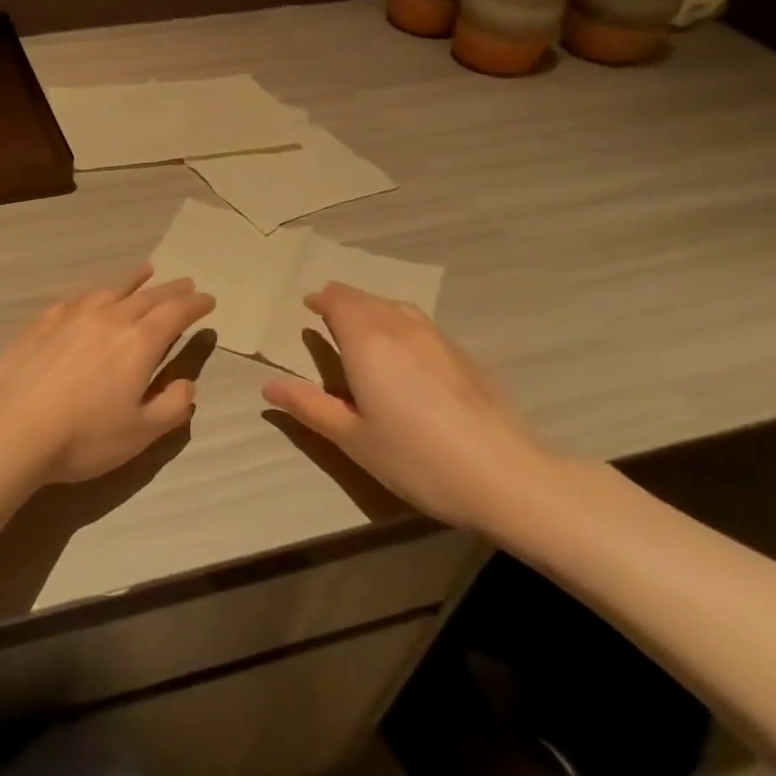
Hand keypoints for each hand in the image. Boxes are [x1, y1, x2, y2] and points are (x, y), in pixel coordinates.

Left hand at [0, 267, 215, 484]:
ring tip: (145, 272)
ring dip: (133, 279)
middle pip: (147, 296)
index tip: (208, 300)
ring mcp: (72, 315)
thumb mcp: (141, 433)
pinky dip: (95, 291)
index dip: (195, 305)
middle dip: (170, 289)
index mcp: (139, 343)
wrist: (13, 427)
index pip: (175, 313)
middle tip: (185, 283)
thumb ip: (172, 406)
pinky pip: (77, 297)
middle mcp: (109, 318)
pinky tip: (93, 295)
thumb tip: (186, 383)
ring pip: (110, 289)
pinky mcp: (42, 321)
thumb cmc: (84, 436)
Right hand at [260, 283, 557, 532]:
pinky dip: (399, 322)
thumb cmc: (416, 458)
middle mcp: (401, 329)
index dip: (323, 299)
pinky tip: (403, 348)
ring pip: (397, 308)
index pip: (340, 302)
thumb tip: (268, 387)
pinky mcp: (464, 357)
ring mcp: (438, 340)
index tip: (309, 304)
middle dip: (344, 300)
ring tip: (361, 321)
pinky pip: (420, 324)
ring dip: (373, 307)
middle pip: (367, 300)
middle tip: (327, 308)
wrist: (506, 476)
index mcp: (368, 343)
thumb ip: (309, 407)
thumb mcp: (352, 438)